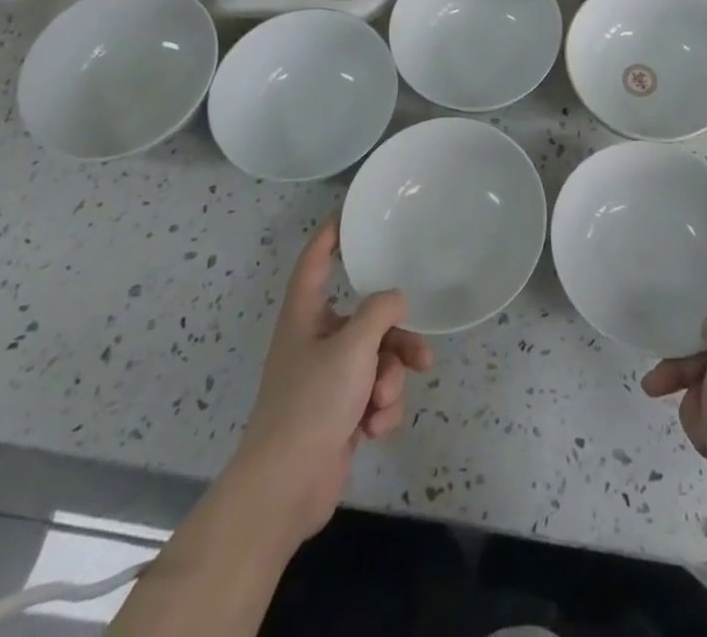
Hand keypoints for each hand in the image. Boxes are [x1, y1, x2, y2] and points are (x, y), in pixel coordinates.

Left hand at [232, 221, 432, 544]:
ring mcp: (327, 381)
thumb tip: (395, 298)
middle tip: (421, 355)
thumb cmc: (312, 404)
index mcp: (305, 316)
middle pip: (366, 321)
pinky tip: (372, 431)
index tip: (351, 215)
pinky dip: (379, 411)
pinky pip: (373, 396)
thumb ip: (380, 312)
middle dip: (396, 342)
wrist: (285, 490)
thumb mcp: (353, 347)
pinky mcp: (338, 415)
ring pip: (377, 361)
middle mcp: (315, 342)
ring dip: (389, 383)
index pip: (315, 261)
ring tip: (382, 406)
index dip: (331, 235)